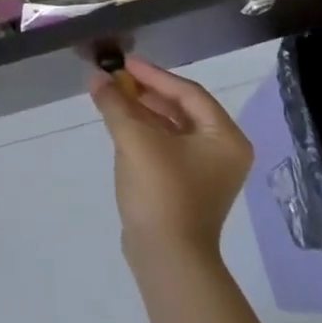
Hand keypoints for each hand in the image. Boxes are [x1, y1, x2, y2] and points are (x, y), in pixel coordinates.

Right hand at [89, 58, 251, 256]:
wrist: (167, 259)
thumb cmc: (161, 192)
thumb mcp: (135, 140)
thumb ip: (115, 104)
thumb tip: (96, 76)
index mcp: (225, 138)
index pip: (188, 93)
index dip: (154, 75)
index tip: (124, 64)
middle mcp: (224, 151)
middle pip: (182, 109)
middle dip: (146, 92)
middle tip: (116, 79)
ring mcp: (207, 172)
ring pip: (172, 128)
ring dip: (143, 112)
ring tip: (113, 98)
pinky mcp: (188, 187)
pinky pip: (167, 147)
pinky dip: (145, 133)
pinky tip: (121, 125)